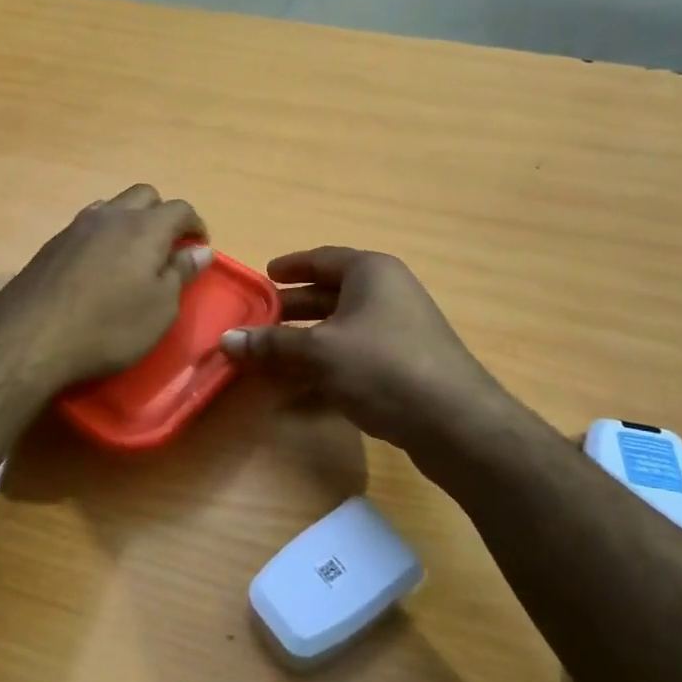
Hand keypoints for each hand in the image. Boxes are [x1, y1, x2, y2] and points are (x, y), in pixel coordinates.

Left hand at [0, 185, 211, 392]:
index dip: (195, 224)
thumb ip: (181, 273)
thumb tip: (200, 250)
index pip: (180, 209)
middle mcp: (112, 216)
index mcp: (145, 228)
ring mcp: (77, 227)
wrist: (30, 338)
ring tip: (134, 254)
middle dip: (162, 213)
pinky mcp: (52, 244)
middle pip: (145, 195)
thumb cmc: (109, 327)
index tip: (200, 246)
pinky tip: (100, 266)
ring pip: (113, 206)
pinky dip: (104, 235)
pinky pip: (88, 225)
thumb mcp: (160, 308)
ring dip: (130, 221)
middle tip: (168, 246)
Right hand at [219, 247, 506, 452]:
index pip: (322, 259)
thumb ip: (272, 345)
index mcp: (371, 273)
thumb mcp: (320, 352)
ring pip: (339, 333)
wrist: (455, 423)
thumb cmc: (383, 366)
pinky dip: (323, 375)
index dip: (291, 266)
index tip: (264, 275)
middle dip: (291, 312)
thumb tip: (226, 340)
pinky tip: (293, 400)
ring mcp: (397, 334)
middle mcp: (386, 295)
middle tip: (256, 323)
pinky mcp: (402, 370)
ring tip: (265, 361)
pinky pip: (352, 363)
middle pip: (329, 297)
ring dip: (303, 348)